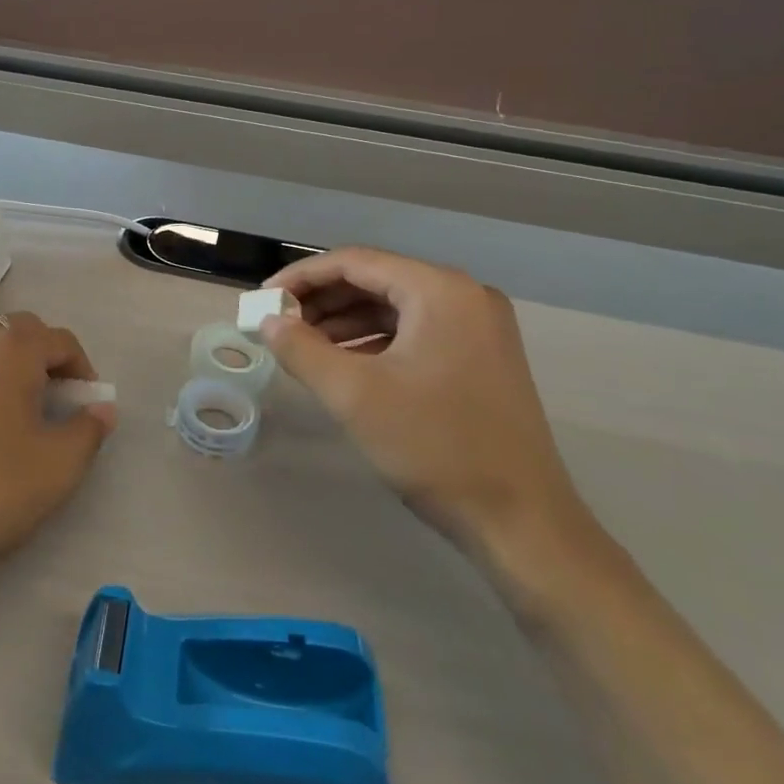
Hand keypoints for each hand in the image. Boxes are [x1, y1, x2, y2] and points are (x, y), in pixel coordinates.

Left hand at [0, 313, 115, 643]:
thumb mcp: (59, 465)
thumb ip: (90, 428)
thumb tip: (102, 408)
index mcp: (11, 348)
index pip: (60, 340)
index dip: (82, 369)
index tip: (86, 404)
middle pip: (19, 331)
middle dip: (44, 358)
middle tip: (54, 401)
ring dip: (7, 363)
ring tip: (14, 408)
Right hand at [260, 248, 596, 583]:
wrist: (520, 521)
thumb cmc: (434, 446)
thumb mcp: (354, 395)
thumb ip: (301, 349)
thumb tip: (267, 321)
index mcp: (440, 290)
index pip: (355, 262)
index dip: (302, 277)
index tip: (263, 299)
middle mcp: (465, 295)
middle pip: (376, 280)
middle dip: (322, 301)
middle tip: (278, 323)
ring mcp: (478, 327)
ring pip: (394, 308)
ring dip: (345, 322)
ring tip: (302, 346)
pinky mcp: (481, 356)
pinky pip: (415, 332)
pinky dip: (374, 342)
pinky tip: (343, 364)